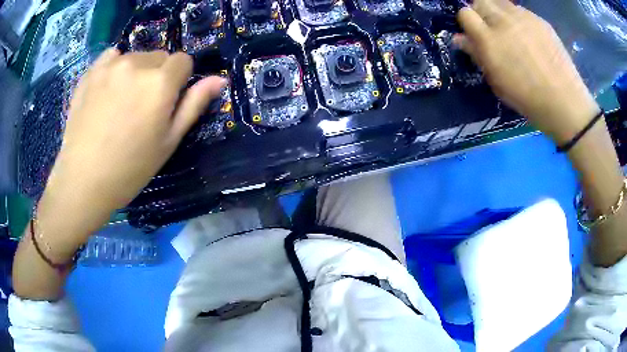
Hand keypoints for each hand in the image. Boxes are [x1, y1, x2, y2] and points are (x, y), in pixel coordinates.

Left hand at [38, 49, 225, 254]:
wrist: (83, 181)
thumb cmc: (130, 168)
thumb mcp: (168, 142)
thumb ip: (194, 105)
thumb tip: (219, 80)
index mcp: (160, 83)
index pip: (183, 61)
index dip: (179, 80)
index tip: (167, 102)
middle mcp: (138, 64)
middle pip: (159, 56)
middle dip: (157, 75)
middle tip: (142, 106)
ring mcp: (111, 65)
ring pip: (136, 56)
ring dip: (136, 72)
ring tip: (120, 103)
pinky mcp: (91, 71)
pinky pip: (112, 57)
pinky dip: (115, 67)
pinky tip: (106, 91)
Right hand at [454, 0, 599, 144]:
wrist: (564, 101)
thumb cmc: (528, 99)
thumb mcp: (497, 82)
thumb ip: (477, 55)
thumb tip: (460, 39)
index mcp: (489, 40)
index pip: (465, 14)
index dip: (467, 22)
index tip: (474, 33)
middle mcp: (503, 21)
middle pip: (481, 1)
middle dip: (481, 12)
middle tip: (491, 29)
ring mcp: (523, 17)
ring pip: (500, 2)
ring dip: (499, 12)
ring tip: (510, 31)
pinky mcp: (539, 19)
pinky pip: (520, 10)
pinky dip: (518, 18)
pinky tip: (528, 36)